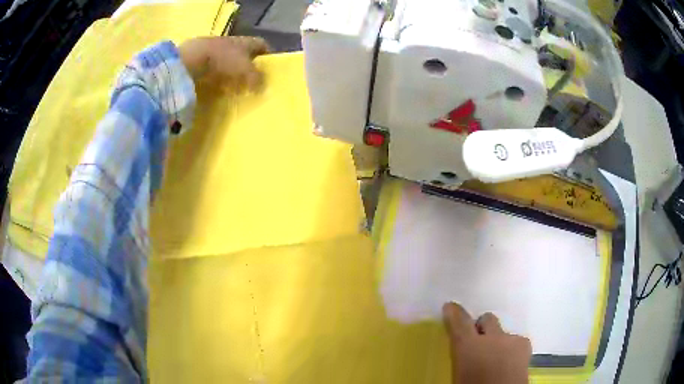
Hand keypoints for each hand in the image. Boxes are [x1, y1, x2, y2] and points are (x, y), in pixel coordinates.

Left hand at [178, 36, 268, 89]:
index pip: (262, 44)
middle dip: (249, 65)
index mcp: (246, 41)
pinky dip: (217, 76)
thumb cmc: (224, 60)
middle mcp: (232, 42)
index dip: (267, 54)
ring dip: (232, 71)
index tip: (269, 67)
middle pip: (245, 52)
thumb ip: (256, 78)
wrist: (192, 58)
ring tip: (234, 87)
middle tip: (252, 81)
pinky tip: (217, 87)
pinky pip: (214, 68)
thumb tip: (264, 88)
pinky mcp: (201, 58)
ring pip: (229, 60)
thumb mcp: (245, 70)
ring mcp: (215, 49)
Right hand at [443, 303, 530, 383]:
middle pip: (487, 319)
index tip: (450, 307)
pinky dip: (512, 348)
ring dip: (498, 340)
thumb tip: (461, 358)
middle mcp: (491, 338)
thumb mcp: (458, 376)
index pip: (459, 322)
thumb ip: (460, 360)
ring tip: (496, 356)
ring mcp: (511, 340)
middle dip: (482, 326)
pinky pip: (517, 341)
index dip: (454, 313)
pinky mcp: (525, 347)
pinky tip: (509, 361)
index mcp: (469, 346)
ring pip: (503, 331)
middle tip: (477, 341)